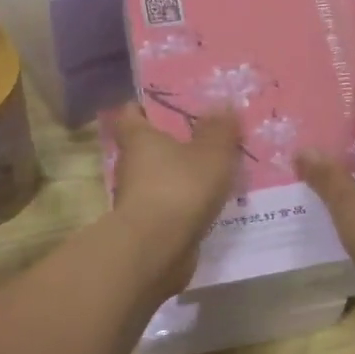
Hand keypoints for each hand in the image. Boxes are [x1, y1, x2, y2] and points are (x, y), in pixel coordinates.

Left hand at [107, 101, 240, 299]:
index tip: (169, 104)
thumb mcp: (212, 152)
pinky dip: (185, 202)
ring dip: (181, 175)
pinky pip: (170, 204)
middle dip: (173, 142)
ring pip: (160, 177)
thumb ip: (220, 129)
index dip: (146, 106)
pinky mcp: (149, 226)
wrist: (157, 249)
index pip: (131, 113)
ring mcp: (137, 198)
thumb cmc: (180, 188)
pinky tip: (211, 202)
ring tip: (215, 170)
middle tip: (206, 135)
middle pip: (148, 146)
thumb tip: (223, 104)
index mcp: (139, 138)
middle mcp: (131, 165)